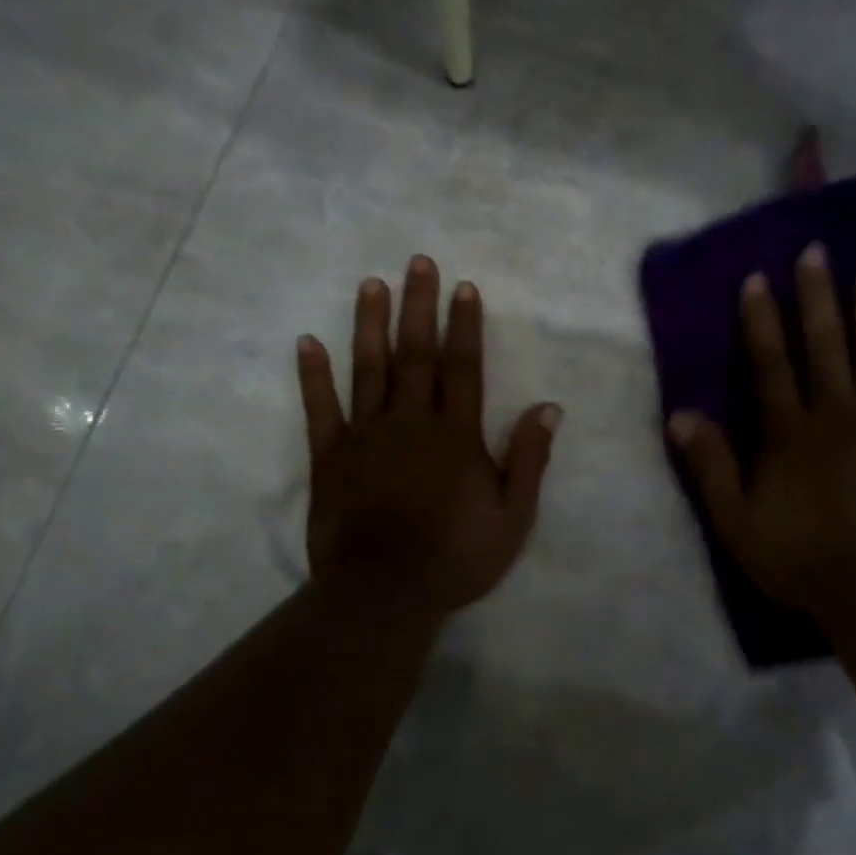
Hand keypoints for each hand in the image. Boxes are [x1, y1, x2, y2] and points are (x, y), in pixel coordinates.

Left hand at [296, 256, 560, 618]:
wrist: (384, 592)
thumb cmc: (456, 556)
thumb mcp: (513, 515)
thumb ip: (529, 458)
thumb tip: (548, 407)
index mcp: (456, 434)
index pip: (463, 367)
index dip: (465, 325)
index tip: (464, 287)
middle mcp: (410, 421)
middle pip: (416, 354)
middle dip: (420, 306)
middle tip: (418, 262)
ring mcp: (365, 436)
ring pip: (369, 369)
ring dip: (370, 324)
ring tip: (371, 284)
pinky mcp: (330, 457)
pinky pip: (320, 409)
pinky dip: (313, 375)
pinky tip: (307, 342)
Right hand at [667, 244, 855, 633]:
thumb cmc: (799, 559)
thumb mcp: (735, 520)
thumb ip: (710, 465)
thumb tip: (679, 414)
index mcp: (789, 431)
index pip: (770, 362)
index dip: (761, 320)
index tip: (758, 278)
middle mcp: (837, 413)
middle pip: (825, 345)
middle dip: (817, 296)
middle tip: (817, 251)